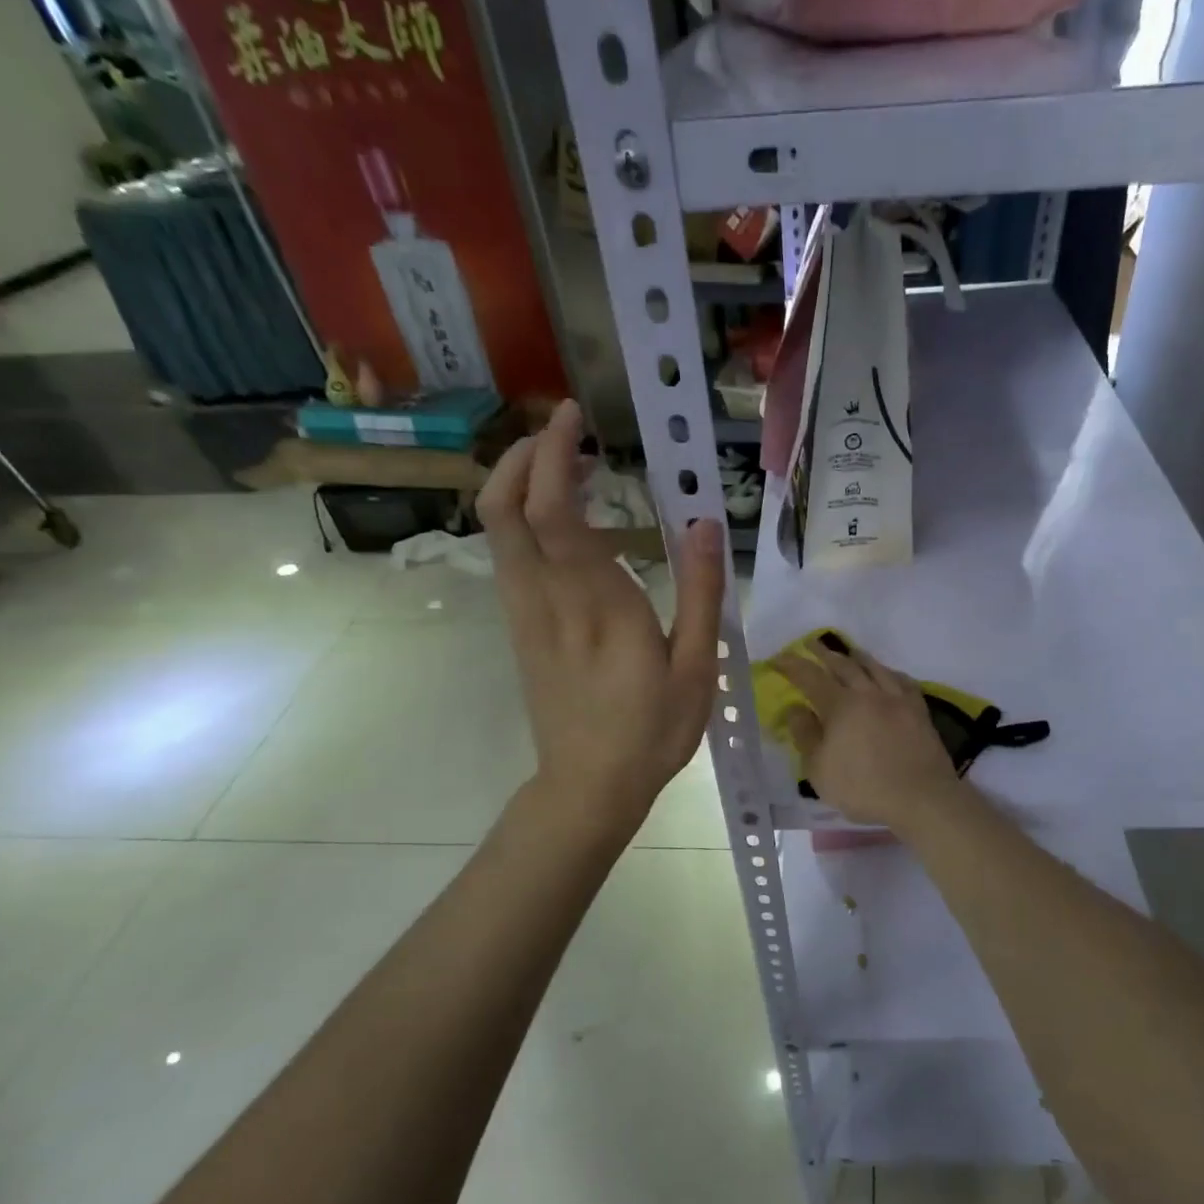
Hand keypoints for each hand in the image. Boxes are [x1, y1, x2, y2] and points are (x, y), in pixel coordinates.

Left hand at [478, 401, 723, 832]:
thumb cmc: (651, 731)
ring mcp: (525, 614)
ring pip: (498, 531)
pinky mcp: (520, 629)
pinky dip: (524, 520)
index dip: (555, 455)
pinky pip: (508, 557)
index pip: (555, 511)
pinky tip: (564, 525)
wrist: (588, 786)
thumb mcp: (695, 668)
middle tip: (564, 434)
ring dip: (520, 484)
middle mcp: (547, 599)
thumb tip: (705, 524)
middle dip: (522, 456)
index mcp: (596, 604)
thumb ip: (700, 593)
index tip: (573, 417)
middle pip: (504, 508)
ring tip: (573, 471)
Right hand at [772, 642, 959, 829]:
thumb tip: (796, 708)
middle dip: (824, 653)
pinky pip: (902, 681)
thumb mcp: (819, 769)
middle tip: (811, 643)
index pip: (810, 677)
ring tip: (848, 651)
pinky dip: (889, 672)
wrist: (921, 798)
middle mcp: (869, 693)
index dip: (792, 665)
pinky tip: (888, 675)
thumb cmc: (863, 788)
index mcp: (841, 705)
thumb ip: (805, 735)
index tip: (778, 658)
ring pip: (875, 667)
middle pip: (844, 665)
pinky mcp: (919, 711)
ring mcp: (897, 699)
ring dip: (857, 656)